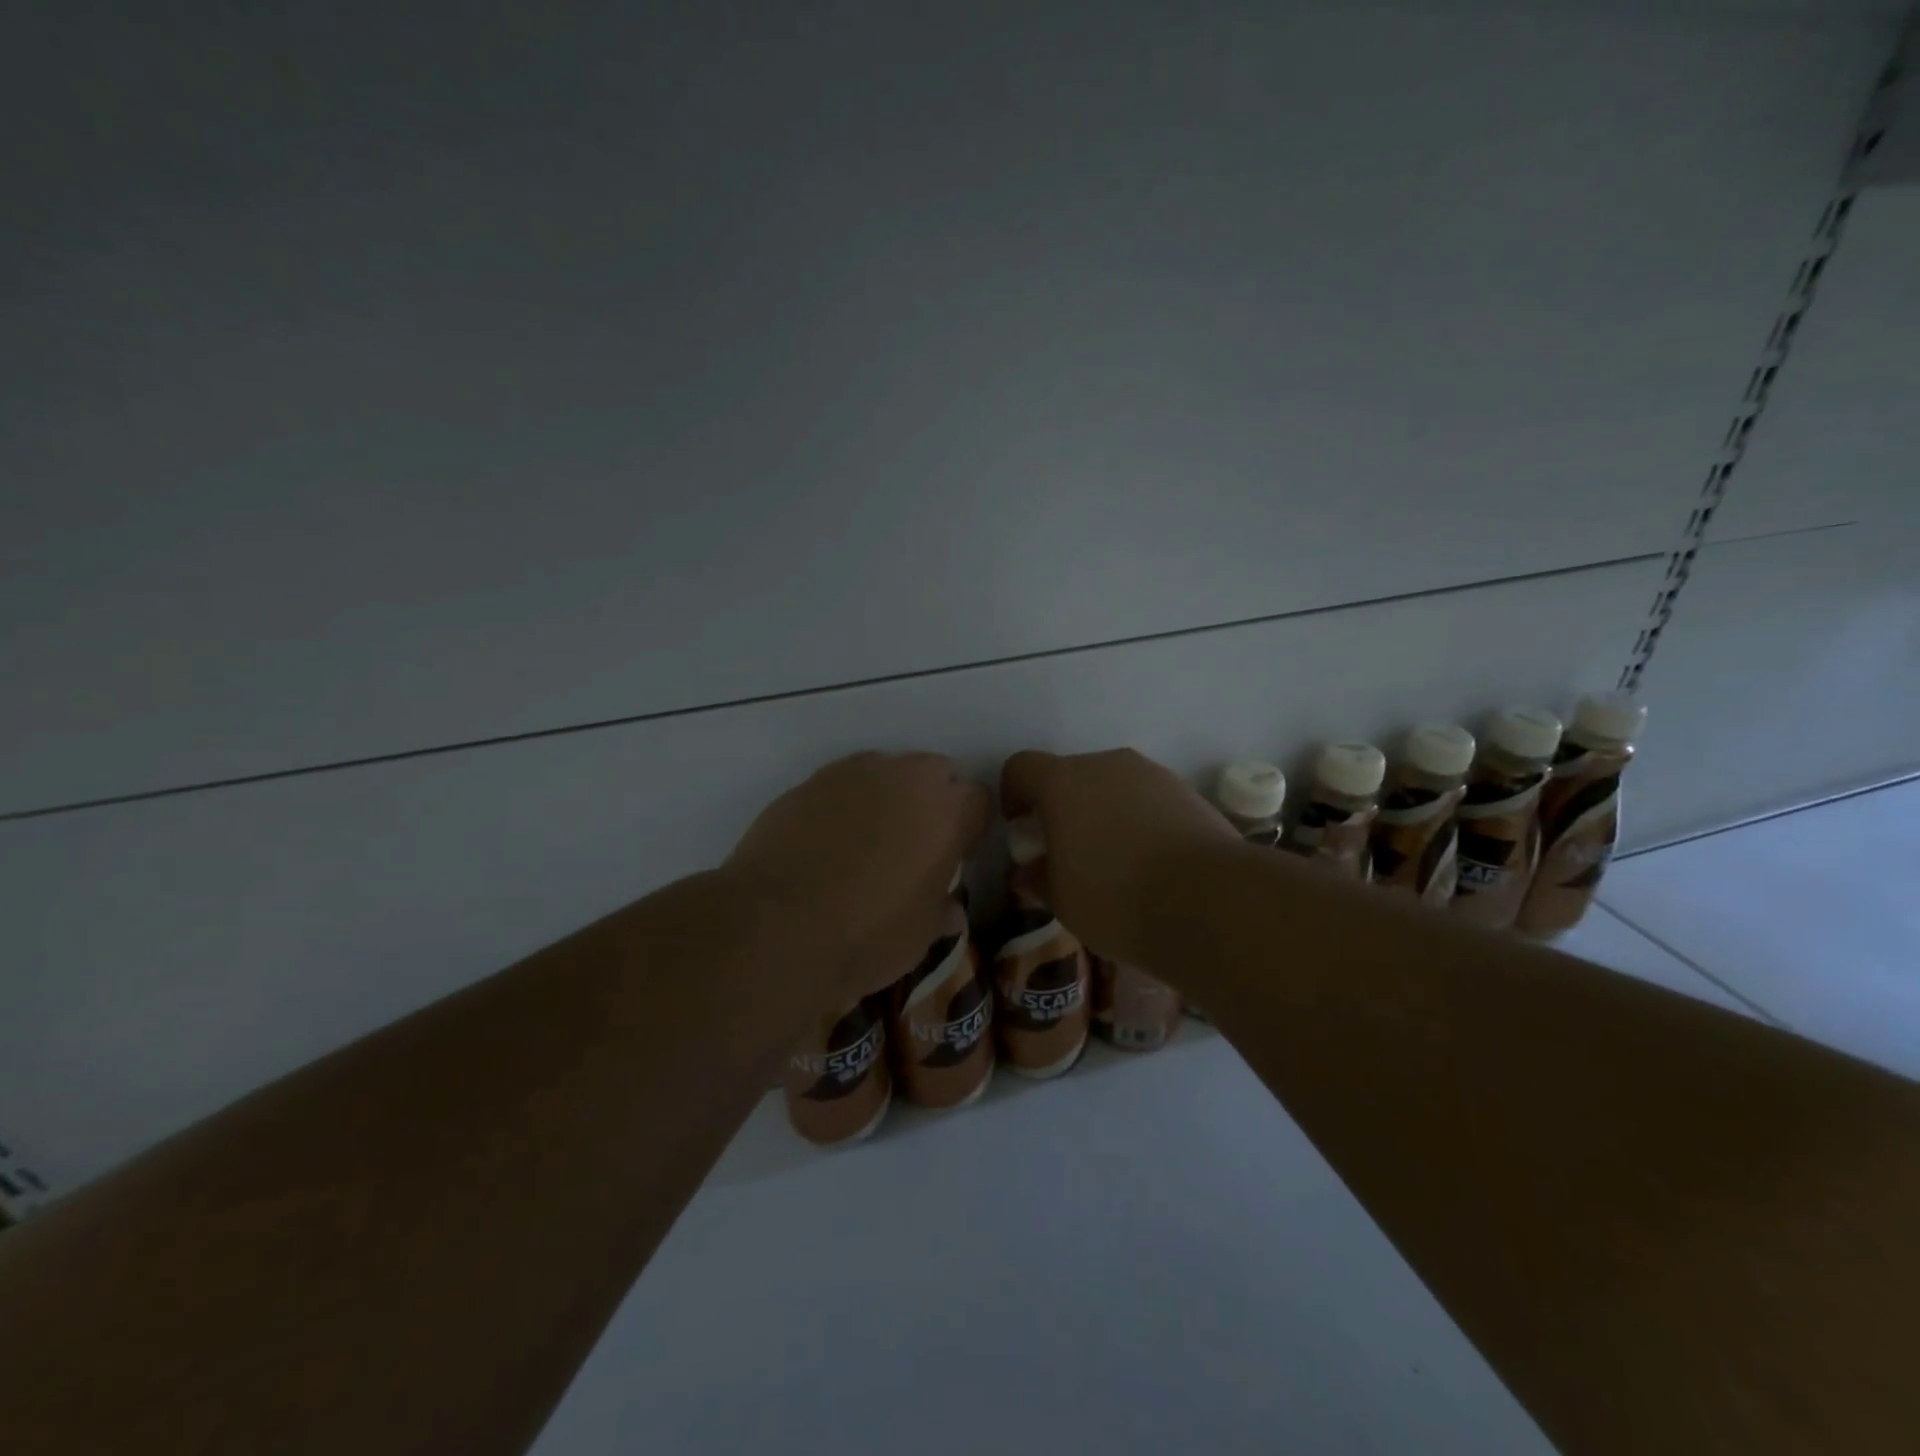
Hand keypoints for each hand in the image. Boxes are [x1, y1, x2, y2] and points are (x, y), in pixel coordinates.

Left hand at [728, 751, 992, 1003]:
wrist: (774, 926)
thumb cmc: (865, 936)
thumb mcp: (920, 937)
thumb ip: (941, 909)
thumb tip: (949, 907)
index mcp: (947, 812)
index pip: (979, 800)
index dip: (971, 828)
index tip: (957, 855)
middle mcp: (905, 777)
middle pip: (936, 774)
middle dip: (933, 801)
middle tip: (915, 844)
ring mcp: (853, 773)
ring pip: (887, 772)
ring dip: (888, 797)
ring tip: (867, 841)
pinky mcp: (809, 781)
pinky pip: (843, 784)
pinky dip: (845, 805)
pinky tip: (827, 842)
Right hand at [1000, 748, 1236, 960]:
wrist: (1211, 901)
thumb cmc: (1117, 898)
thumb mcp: (1062, 900)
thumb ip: (1038, 878)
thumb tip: (1030, 870)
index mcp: (1062, 782)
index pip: (1021, 767)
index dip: (1013, 794)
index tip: (1023, 830)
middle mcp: (1105, 764)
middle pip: (1068, 774)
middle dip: (1060, 807)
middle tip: (1067, 852)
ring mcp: (1151, 774)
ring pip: (1111, 784)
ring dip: (1101, 811)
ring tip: (1113, 860)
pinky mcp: (1186, 791)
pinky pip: (1145, 798)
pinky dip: (1137, 819)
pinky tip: (1150, 861)